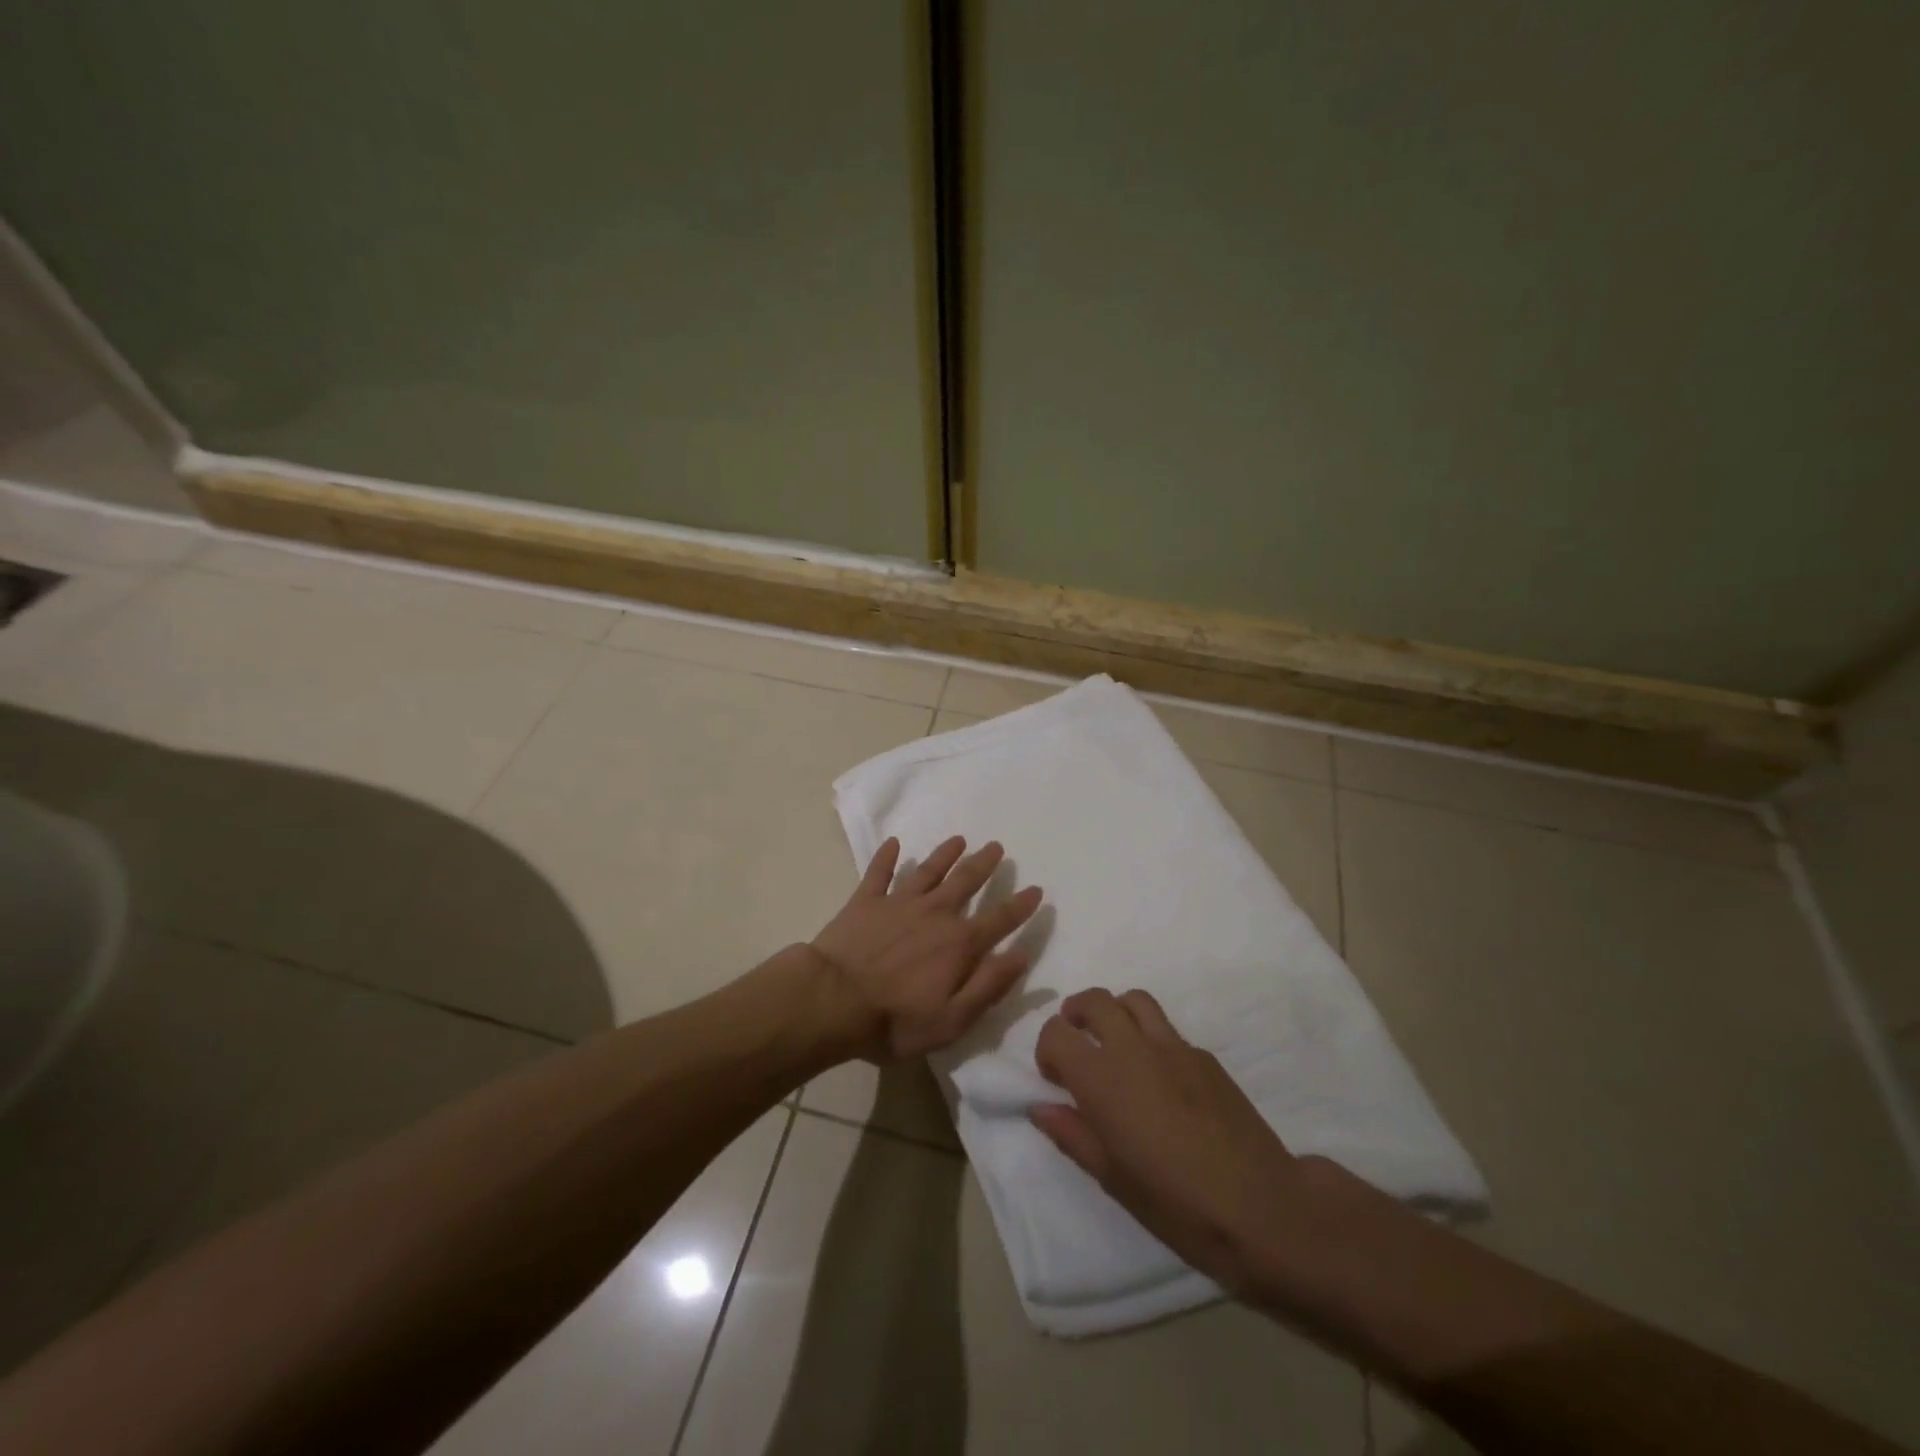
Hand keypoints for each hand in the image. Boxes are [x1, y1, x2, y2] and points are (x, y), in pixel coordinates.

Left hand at [809, 836, 1043, 1062]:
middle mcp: (934, 913)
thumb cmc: (895, 1021)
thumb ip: (989, 985)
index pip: (999, 920)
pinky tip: (893, 842)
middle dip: (983, 864)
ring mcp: (898, 903)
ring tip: (958, 839)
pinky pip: (879, 873)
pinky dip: (886, 857)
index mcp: (958, 944)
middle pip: (965, 882)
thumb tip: (1021, 954)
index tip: (1035, 889)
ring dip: (945, 854)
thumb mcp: (952, 1020)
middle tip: (996, 846)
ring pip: (928, 871)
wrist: (832, 1001)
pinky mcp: (865, 901)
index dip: (1020, 906)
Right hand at [1032, 988, 1307, 1294]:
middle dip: (1077, 1013)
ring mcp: (1174, 1046)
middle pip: (1095, 1000)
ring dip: (1116, 1012)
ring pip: (1134, 1000)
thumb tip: (1039, 1108)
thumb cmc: (1176, 1203)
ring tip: (1116, 1045)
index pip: (1056, 1032)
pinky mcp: (1206, 1056)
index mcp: (1101, 1078)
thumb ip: (1072, 1134)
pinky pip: (1168, 1030)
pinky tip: (1163, 1081)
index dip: (1047, 1050)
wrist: (1261, 1208)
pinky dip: (1152, 1038)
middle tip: (1078, 1043)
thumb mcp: (1112, 1178)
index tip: (1055, 1078)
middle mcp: (1133, 1048)